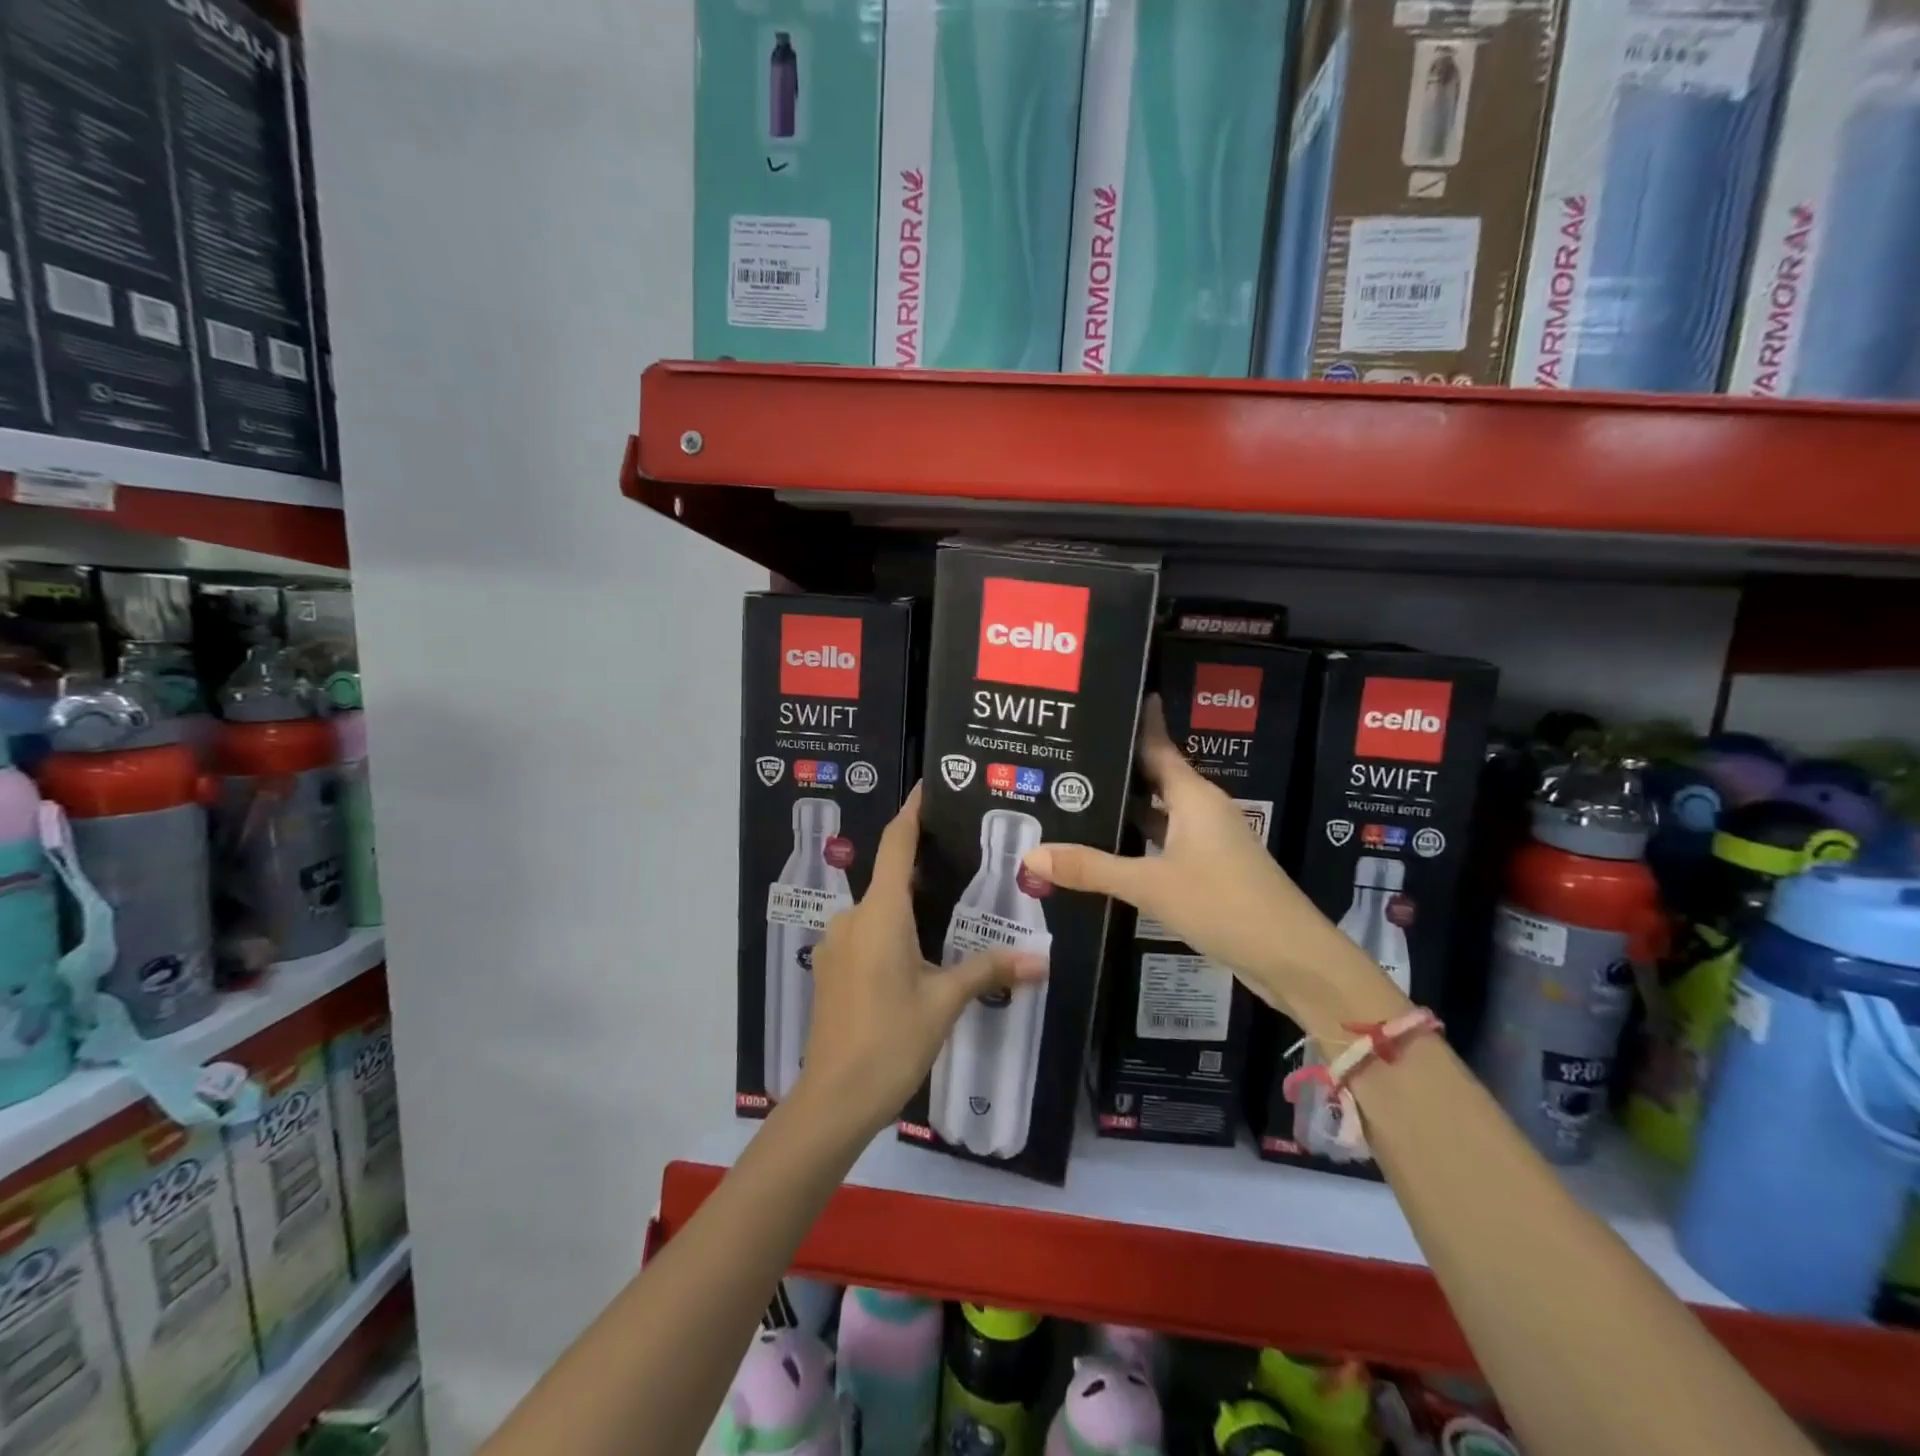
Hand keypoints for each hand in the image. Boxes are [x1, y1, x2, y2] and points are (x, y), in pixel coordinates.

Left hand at [796, 784, 1045, 1138]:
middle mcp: (853, 917)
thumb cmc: (891, 1041)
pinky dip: (892, 930)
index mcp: (881, 913)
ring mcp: (837, 943)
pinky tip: (917, 953)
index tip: (929, 787)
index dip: (912, 812)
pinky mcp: (832, 968)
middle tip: (963, 861)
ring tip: (948, 911)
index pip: (895, 843)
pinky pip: (866, 933)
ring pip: (878, 909)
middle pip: (890, 876)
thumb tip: (1040, 961)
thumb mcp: (944, 1003)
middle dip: (922, 867)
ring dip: (908, 905)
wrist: (834, 1099)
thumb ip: (988, 971)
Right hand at [1020, 698, 1405, 1037]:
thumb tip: (1031, 854)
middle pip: (1154, 777)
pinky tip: (1107, 849)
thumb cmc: (1224, 904)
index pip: (1159, 745)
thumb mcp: (1150, 885)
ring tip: (1076, 800)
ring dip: (1125, 808)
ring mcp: (1209, 842)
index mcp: (1194, 797)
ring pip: (1159, 813)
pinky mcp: (1210, 871)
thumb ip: (1091, 869)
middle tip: (1068, 758)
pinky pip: (1165, 842)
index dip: (1137, 721)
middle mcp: (1202, 811)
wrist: (1291, 958)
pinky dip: (1137, 841)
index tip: (1107, 696)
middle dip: (1116, 767)